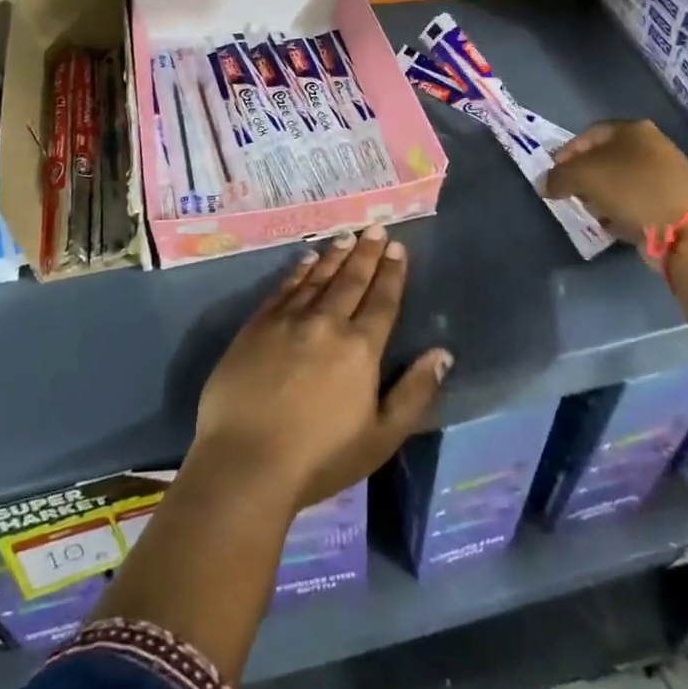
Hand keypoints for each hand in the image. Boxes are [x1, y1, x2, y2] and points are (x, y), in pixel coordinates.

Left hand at [193, 225, 451, 510]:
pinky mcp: (257, 324)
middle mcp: (326, 322)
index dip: (391, 273)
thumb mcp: (381, 437)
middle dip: (366, 253)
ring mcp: (288, 319)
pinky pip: (285, 287)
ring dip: (335, 256)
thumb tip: (442, 354)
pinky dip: (299, 271)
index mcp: (360, 348)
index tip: (397, 248)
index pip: (381, 300)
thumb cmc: (319, 458)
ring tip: (347, 237)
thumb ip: (414, 392)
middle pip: (351, 280)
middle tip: (375, 227)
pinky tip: (307, 260)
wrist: (245, 461)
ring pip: (318, 278)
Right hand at [544, 119, 687, 242]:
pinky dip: (620, 210)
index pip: (590, 134)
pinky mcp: (673, 202)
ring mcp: (666, 175)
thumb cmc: (629, 188)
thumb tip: (546, 185)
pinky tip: (611, 224)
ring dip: (601, 195)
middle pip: (606, 158)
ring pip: (621, 181)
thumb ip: (558, 177)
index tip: (554, 173)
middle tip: (570, 192)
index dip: (567, 152)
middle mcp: (653, 146)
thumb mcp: (582, 176)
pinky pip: (636, 202)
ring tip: (589, 211)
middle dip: (584, 176)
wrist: (683, 228)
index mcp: (633, 129)